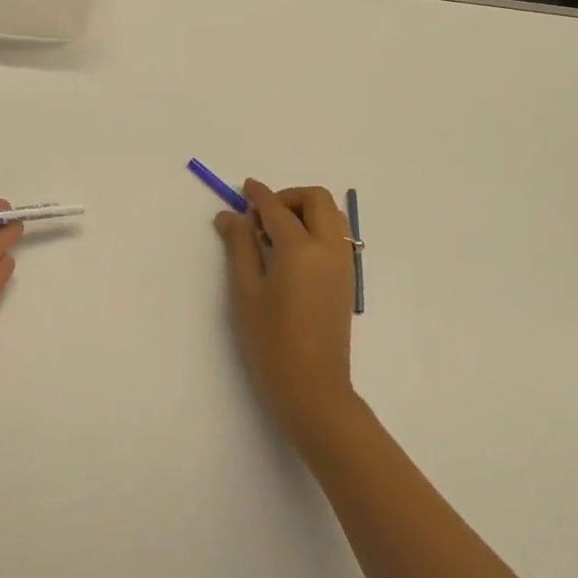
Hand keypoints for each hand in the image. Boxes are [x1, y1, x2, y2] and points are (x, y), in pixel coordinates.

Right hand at [216, 180, 358, 444]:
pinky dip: (316, 228)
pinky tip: (292, 252)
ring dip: (305, 210)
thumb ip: (239, 246)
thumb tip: (229, 215)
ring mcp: (343, 264)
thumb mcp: (246, 292)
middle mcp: (329, 248)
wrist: (314, 389)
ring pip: (332, 215)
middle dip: (288, 197)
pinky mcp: (348, 279)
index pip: (278, 208)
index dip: (259, 195)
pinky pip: (337, 236)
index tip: (244, 188)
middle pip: (316, 199)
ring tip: (275, 234)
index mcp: (301, 249)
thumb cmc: (271, 342)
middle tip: (261, 217)